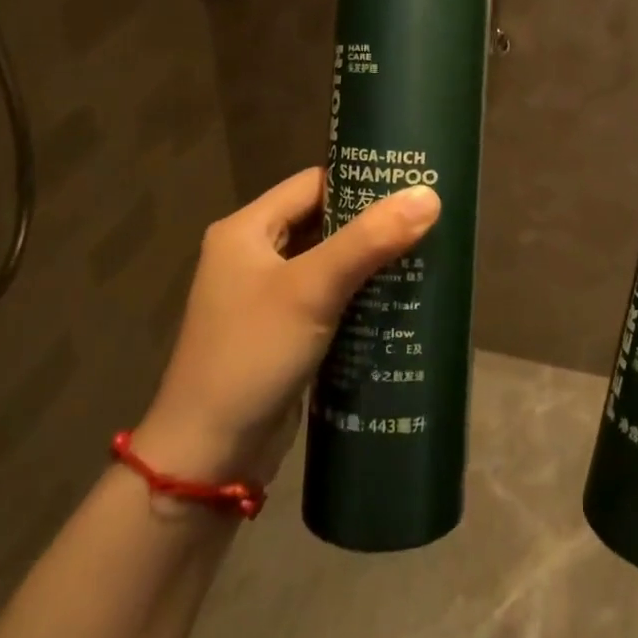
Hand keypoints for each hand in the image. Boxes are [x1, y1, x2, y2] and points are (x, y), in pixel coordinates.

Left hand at [131, 169, 439, 485]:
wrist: (208, 458)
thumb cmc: (252, 355)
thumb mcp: (312, 289)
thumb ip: (370, 240)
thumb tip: (429, 195)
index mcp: (246, 229)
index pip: (313, 183)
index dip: (361, 180)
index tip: (412, 182)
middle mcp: (253, 254)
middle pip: (322, 220)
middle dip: (372, 222)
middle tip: (429, 217)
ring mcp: (266, 296)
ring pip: (328, 260)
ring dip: (369, 259)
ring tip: (425, 251)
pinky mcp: (282, 331)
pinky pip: (327, 296)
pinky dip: (359, 292)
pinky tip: (400, 296)